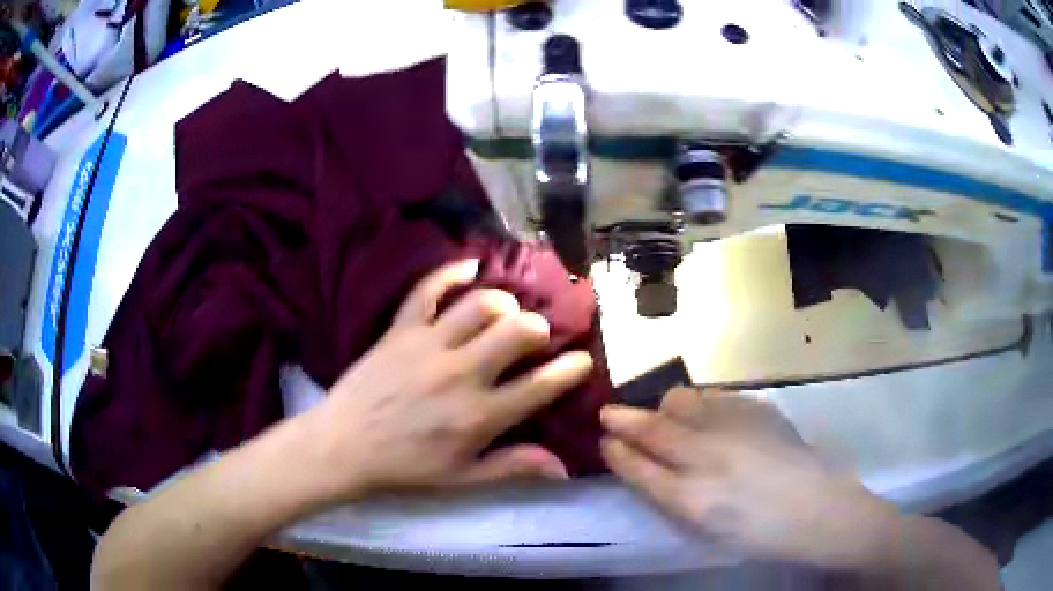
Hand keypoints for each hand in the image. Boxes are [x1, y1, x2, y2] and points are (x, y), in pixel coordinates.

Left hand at [299, 259, 593, 503]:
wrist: (344, 445)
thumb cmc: (406, 466)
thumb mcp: (463, 477)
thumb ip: (513, 467)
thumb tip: (564, 467)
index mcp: (480, 416)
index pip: (542, 385)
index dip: (572, 370)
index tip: (582, 361)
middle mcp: (461, 373)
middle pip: (519, 331)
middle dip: (538, 330)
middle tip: (534, 339)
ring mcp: (429, 345)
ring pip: (482, 304)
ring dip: (503, 304)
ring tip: (505, 313)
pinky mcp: (401, 329)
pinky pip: (428, 289)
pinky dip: (451, 272)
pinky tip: (470, 267)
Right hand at [600, 388, 897, 568]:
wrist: (818, 511)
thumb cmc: (758, 533)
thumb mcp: (706, 528)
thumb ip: (671, 496)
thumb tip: (645, 467)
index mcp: (691, 498)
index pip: (637, 465)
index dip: (616, 450)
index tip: (603, 439)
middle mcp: (707, 456)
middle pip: (652, 427)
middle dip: (623, 418)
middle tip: (611, 415)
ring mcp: (735, 427)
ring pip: (682, 401)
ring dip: (663, 408)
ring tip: (663, 417)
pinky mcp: (758, 409)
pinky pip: (714, 396)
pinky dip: (700, 403)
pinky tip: (705, 415)